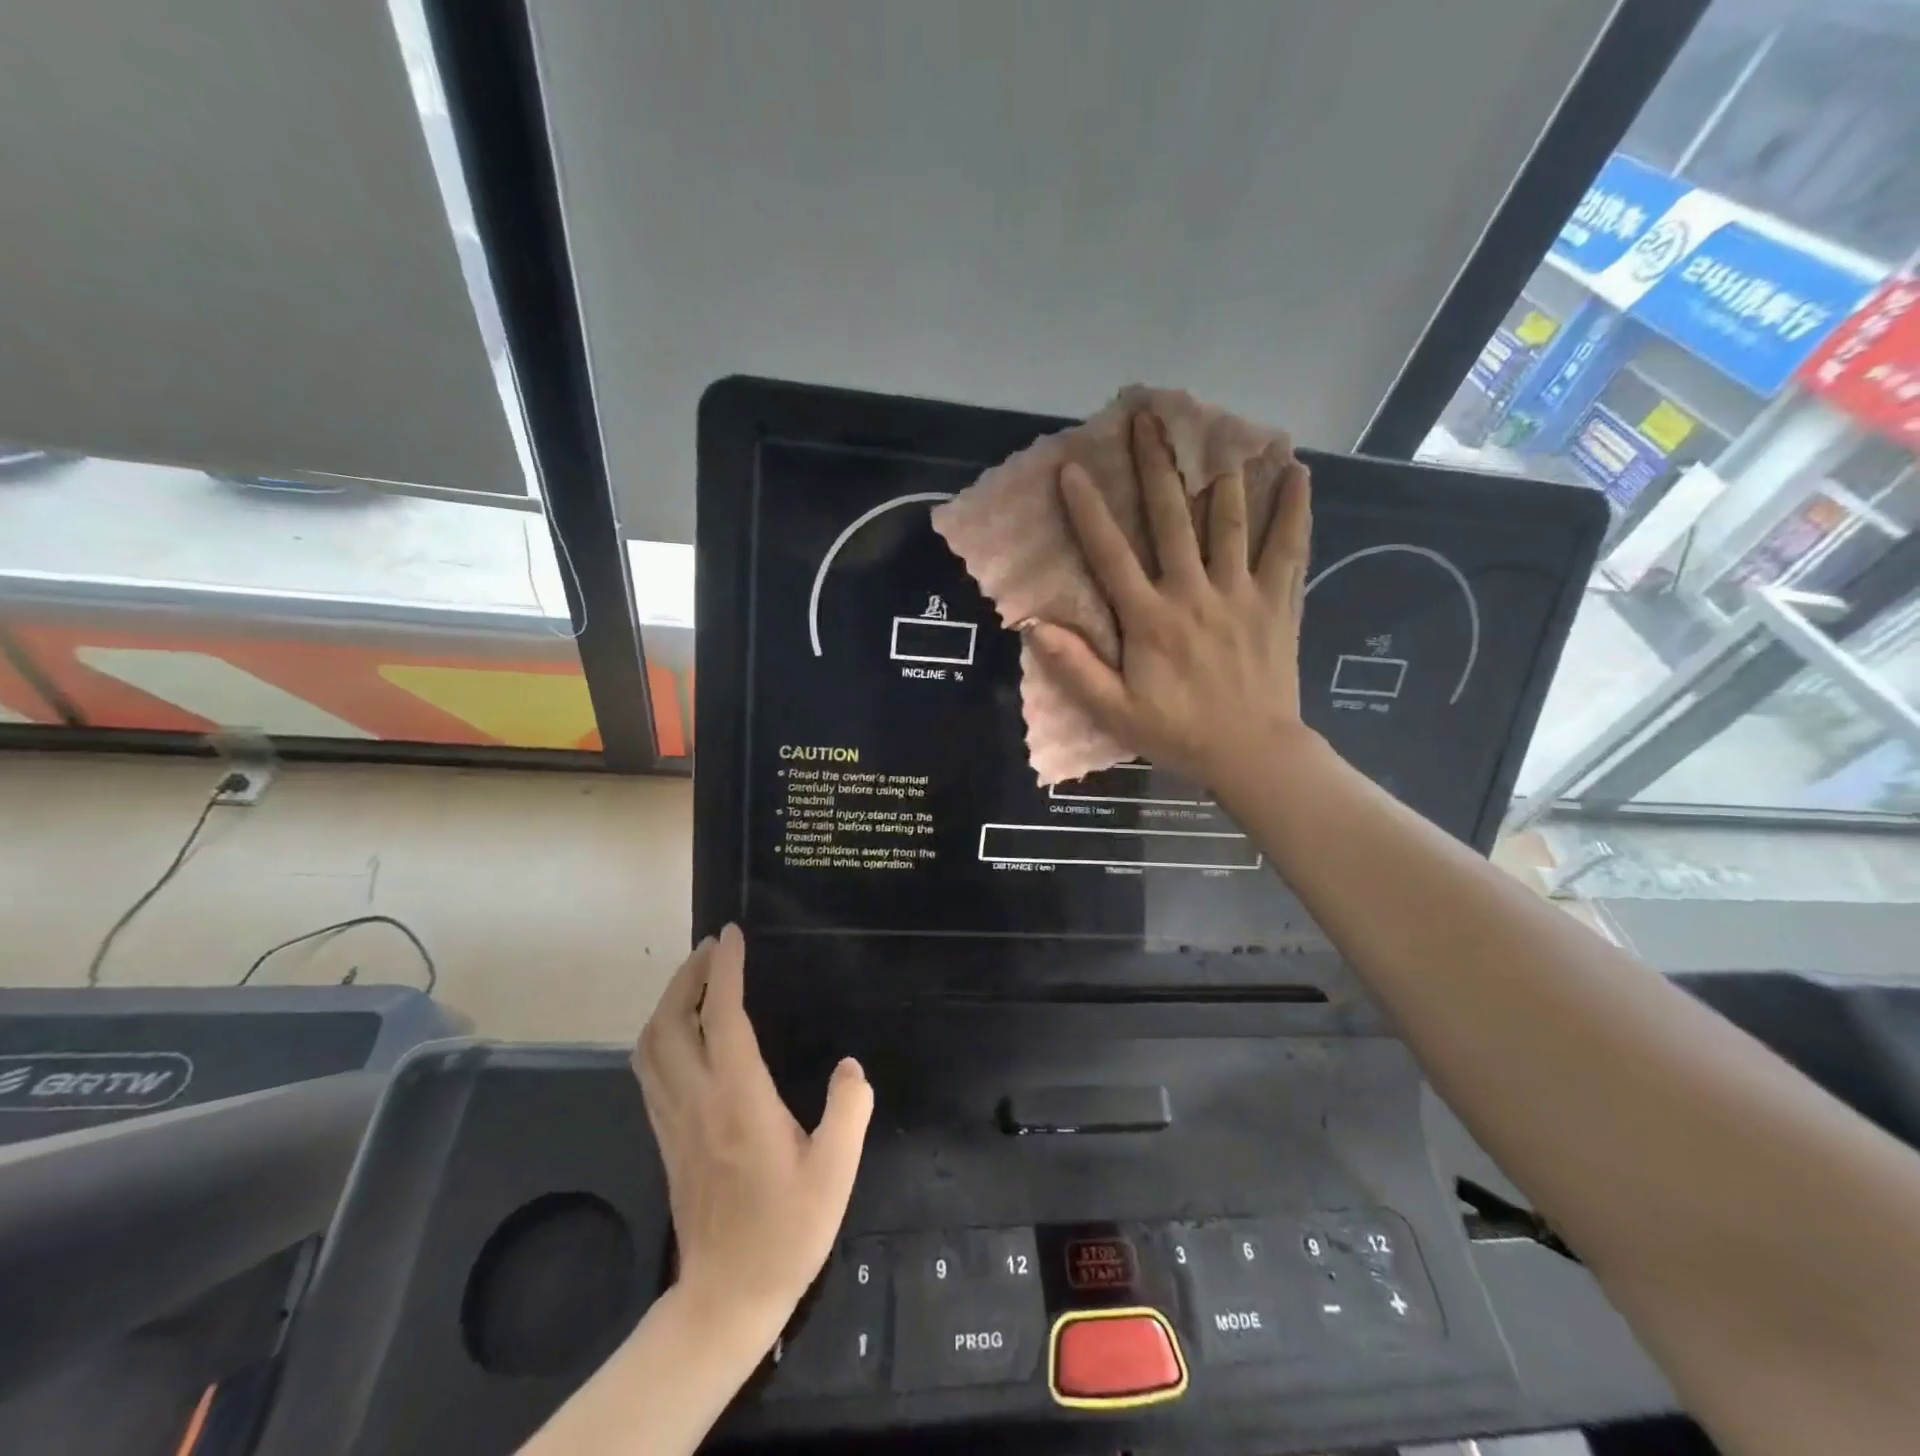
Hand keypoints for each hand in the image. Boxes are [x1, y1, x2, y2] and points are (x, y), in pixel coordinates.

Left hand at [632, 925, 872, 1351]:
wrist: (726, 1297)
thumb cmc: (786, 1232)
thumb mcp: (835, 1173)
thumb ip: (848, 1111)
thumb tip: (850, 1067)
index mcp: (738, 1100)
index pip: (723, 1018)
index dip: (725, 971)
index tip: (731, 935)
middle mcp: (697, 1100)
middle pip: (672, 1022)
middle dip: (688, 975)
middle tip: (712, 947)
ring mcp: (673, 1120)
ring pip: (651, 1045)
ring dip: (669, 1002)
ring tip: (696, 978)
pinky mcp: (665, 1137)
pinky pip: (649, 1070)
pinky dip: (660, 1034)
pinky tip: (681, 1031)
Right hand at [1026, 409, 1314, 790]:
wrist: (1253, 753)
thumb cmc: (1179, 733)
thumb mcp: (1115, 712)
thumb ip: (1075, 669)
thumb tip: (1032, 627)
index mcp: (1150, 620)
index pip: (1112, 555)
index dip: (1089, 511)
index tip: (1072, 468)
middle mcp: (1194, 594)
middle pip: (1174, 519)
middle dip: (1158, 467)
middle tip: (1150, 418)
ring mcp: (1241, 594)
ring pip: (1232, 522)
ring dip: (1222, 472)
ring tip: (1218, 429)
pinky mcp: (1278, 602)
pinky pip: (1289, 548)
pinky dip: (1294, 509)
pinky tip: (1298, 471)